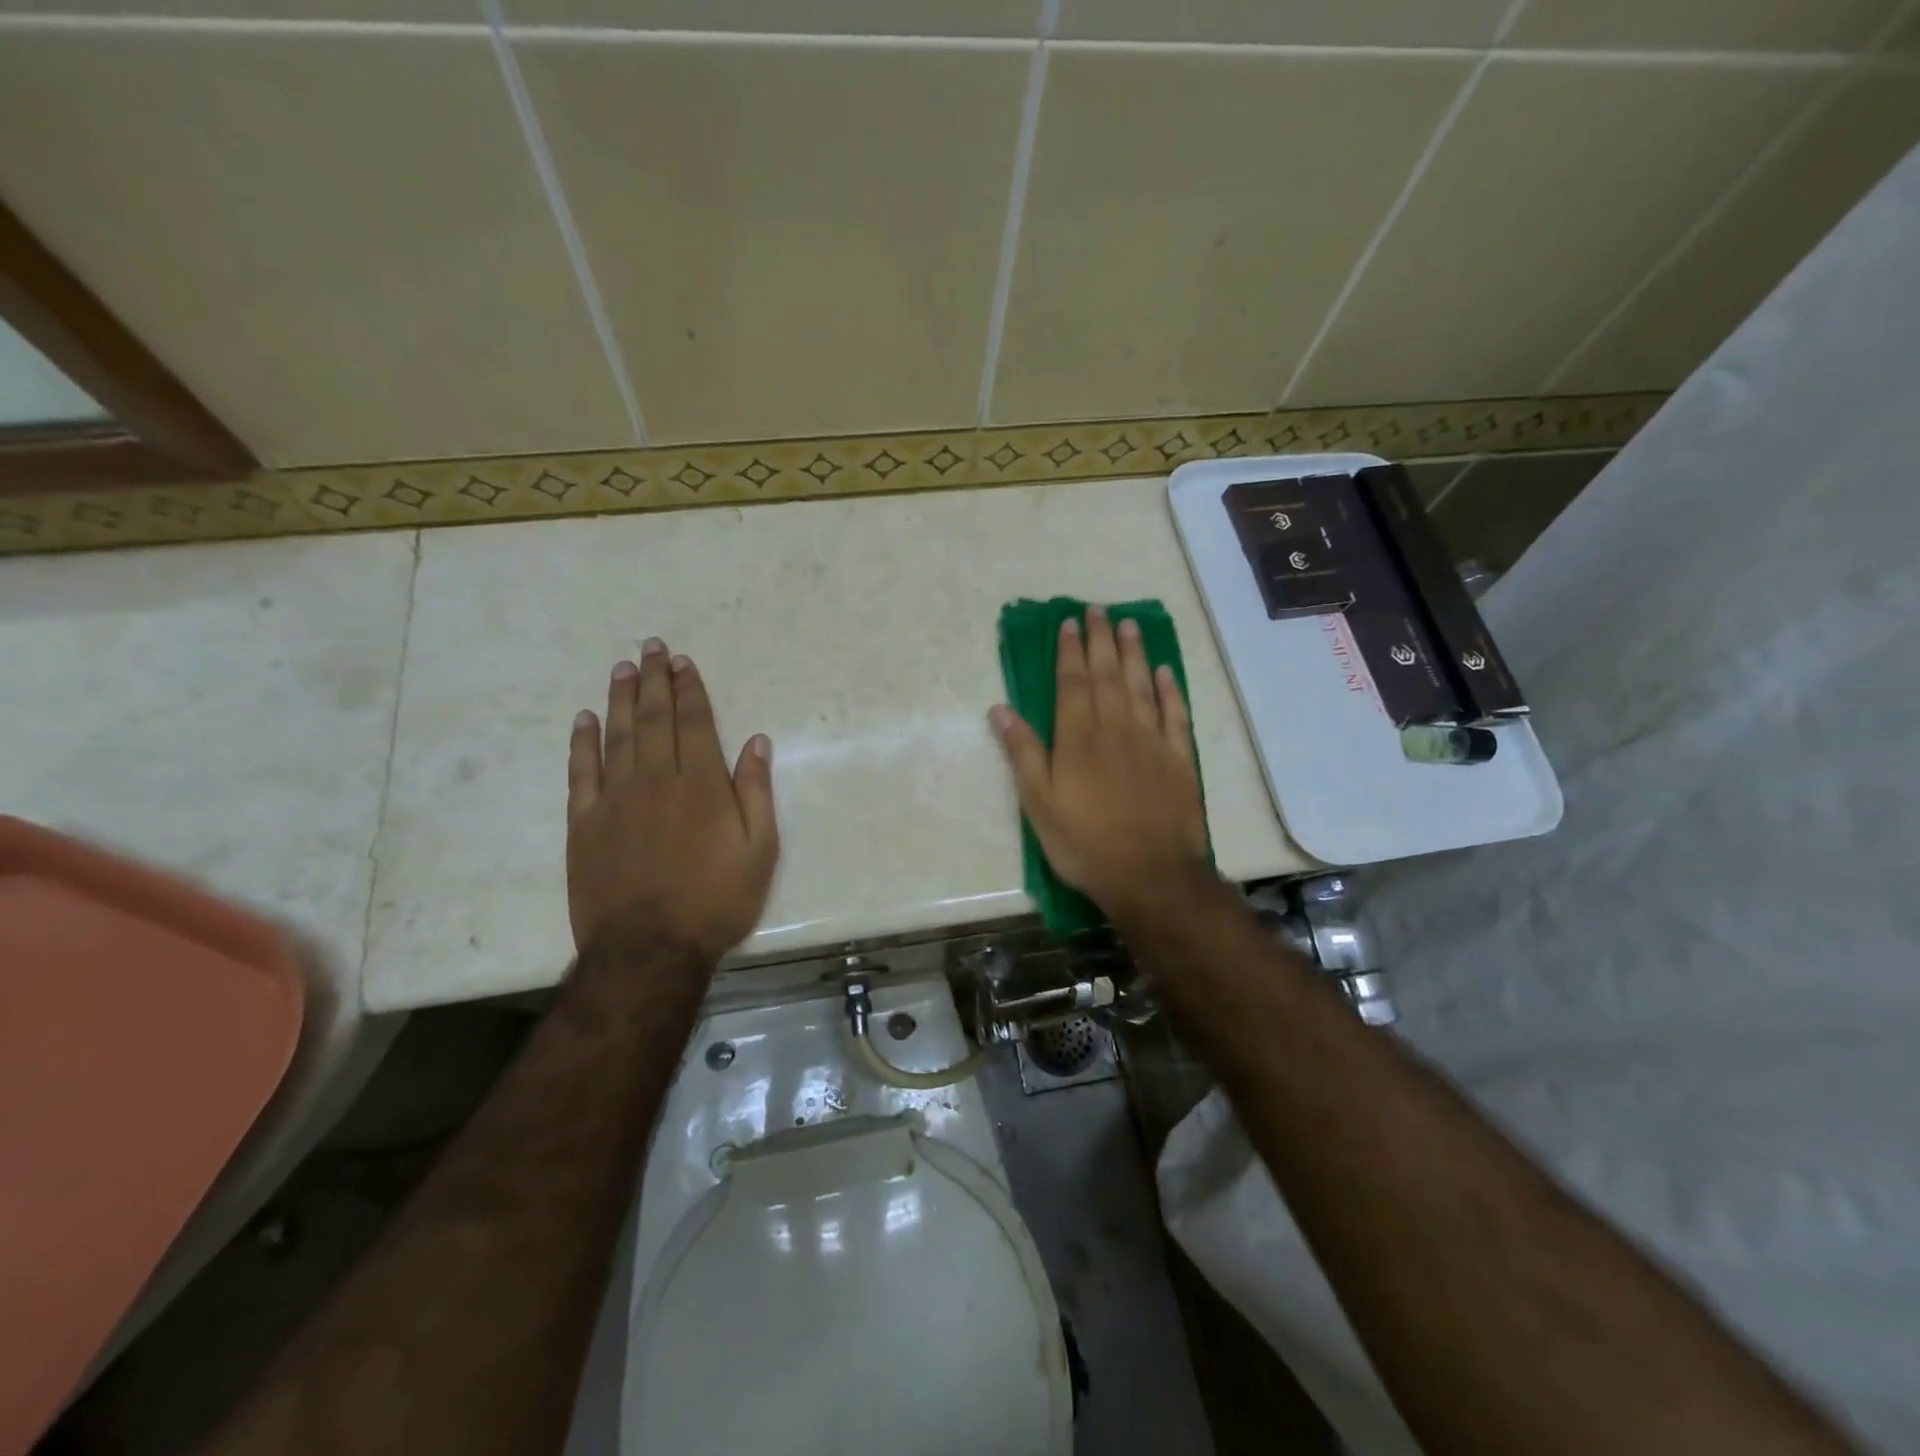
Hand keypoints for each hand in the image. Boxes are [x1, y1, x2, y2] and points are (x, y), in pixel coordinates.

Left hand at [566, 639, 778, 963]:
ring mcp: (615, 800)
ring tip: (622, 668)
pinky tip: (585, 719)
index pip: (694, 723)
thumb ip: (756, 793)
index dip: (689, 690)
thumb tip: (756, 743)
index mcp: (701, 786)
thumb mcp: (759, 851)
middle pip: (654, 719)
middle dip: (655, 681)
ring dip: (621, 699)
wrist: (649, 949)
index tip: (683, 662)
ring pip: (617, 736)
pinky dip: (582, 742)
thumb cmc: (715, 901)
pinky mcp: (584, 823)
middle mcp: (656, 781)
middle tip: (651, 647)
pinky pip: (581, 772)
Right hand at [990, 605, 1210, 923]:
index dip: (1070, 650)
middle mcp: (1116, 728)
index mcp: (1078, 737)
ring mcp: (1152, 741)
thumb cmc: (1085, 842)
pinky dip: (1170, 690)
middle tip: (1098, 610)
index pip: (1072, 682)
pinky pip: (1175, 714)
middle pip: (1108, 674)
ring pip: (1142, 685)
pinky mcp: (1179, 759)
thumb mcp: (1039, 804)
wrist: (1150, 874)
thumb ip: (1022, 753)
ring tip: (1130, 625)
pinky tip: (1166, 672)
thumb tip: (1000, 709)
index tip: (1069, 622)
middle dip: (1101, 640)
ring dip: (1135, 653)